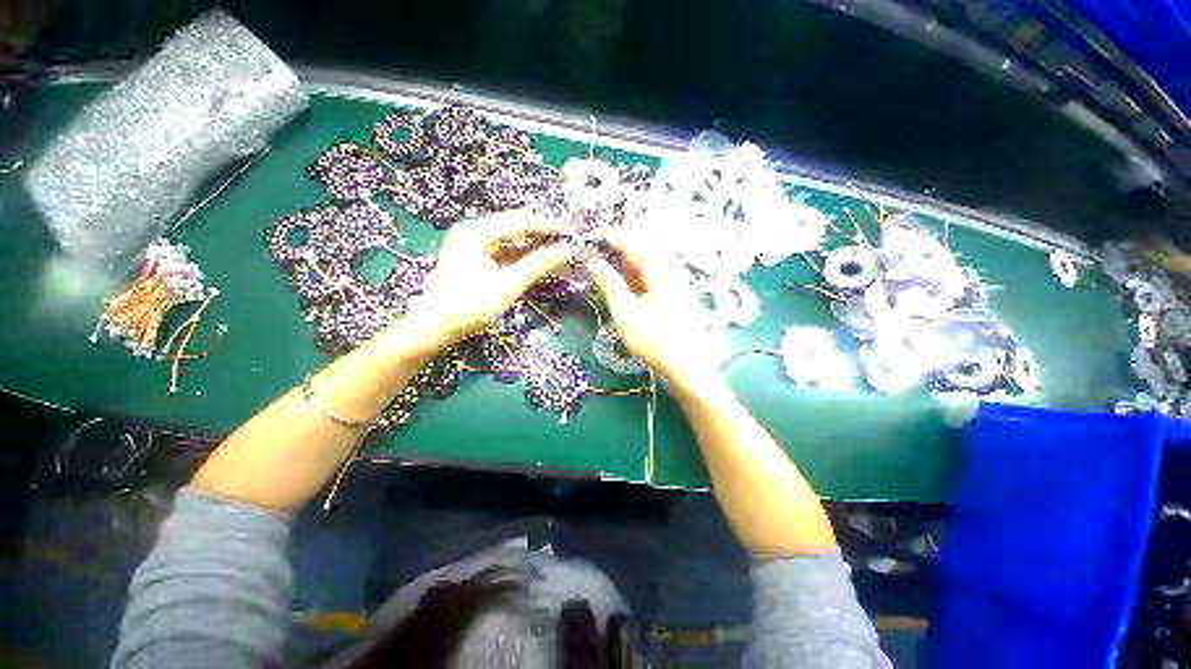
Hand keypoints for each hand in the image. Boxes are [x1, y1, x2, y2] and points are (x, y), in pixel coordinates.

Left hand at [400, 209, 565, 348]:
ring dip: (530, 242)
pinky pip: (502, 249)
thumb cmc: (471, 305)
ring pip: (508, 237)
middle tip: (563, 237)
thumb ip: (536, 266)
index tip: (567, 229)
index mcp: (477, 232)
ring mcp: (472, 244)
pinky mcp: (474, 258)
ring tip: (554, 245)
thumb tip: (563, 252)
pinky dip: (519, 253)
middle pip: (513, 225)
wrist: (436, 325)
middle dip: (538, 230)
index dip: (544, 225)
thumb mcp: (508, 285)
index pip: (518, 221)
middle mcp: (473, 231)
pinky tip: (535, 257)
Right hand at [587, 230, 724, 387]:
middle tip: (593, 252)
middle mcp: (669, 268)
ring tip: (602, 265)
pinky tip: (621, 281)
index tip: (590, 236)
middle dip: (616, 246)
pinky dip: (632, 273)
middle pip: (640, 246)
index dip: (611, 236)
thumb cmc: (655, 342)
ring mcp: (673, 279)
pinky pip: (649, 273)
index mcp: (659, 269)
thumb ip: (610, 285)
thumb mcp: (626, 314)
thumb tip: (593, 262)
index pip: (633, 241)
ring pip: (644, 260)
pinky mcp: (672, 291)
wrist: (688, 366)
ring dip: (623, 260)